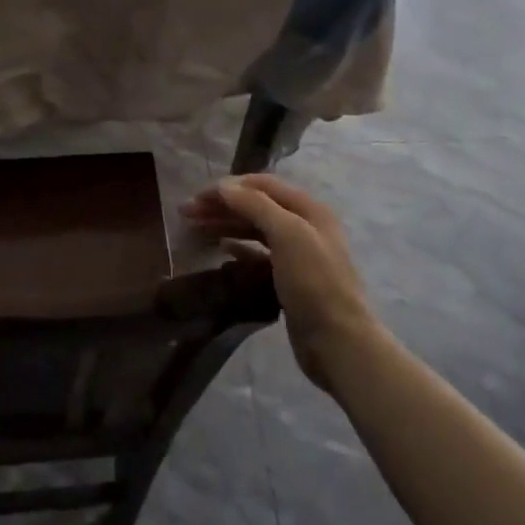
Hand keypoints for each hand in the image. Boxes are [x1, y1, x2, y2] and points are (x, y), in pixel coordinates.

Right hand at [182, 174, 375, 392]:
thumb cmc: (313, 282)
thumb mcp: (287, 234)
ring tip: (196, 229)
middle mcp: (304, 225)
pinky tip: (222, 250)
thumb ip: (255, 205)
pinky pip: (258, 254)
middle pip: (256, 205)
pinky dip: (239, 247)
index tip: (197, 197)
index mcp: (307, 208)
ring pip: (255, 228)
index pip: (261, 184)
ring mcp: (298, 253)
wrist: (338, 340)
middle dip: (222, 205)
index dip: (228, 187)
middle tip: (186, 213)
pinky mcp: (290, 278)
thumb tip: (224, 186)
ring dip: (226, 224)